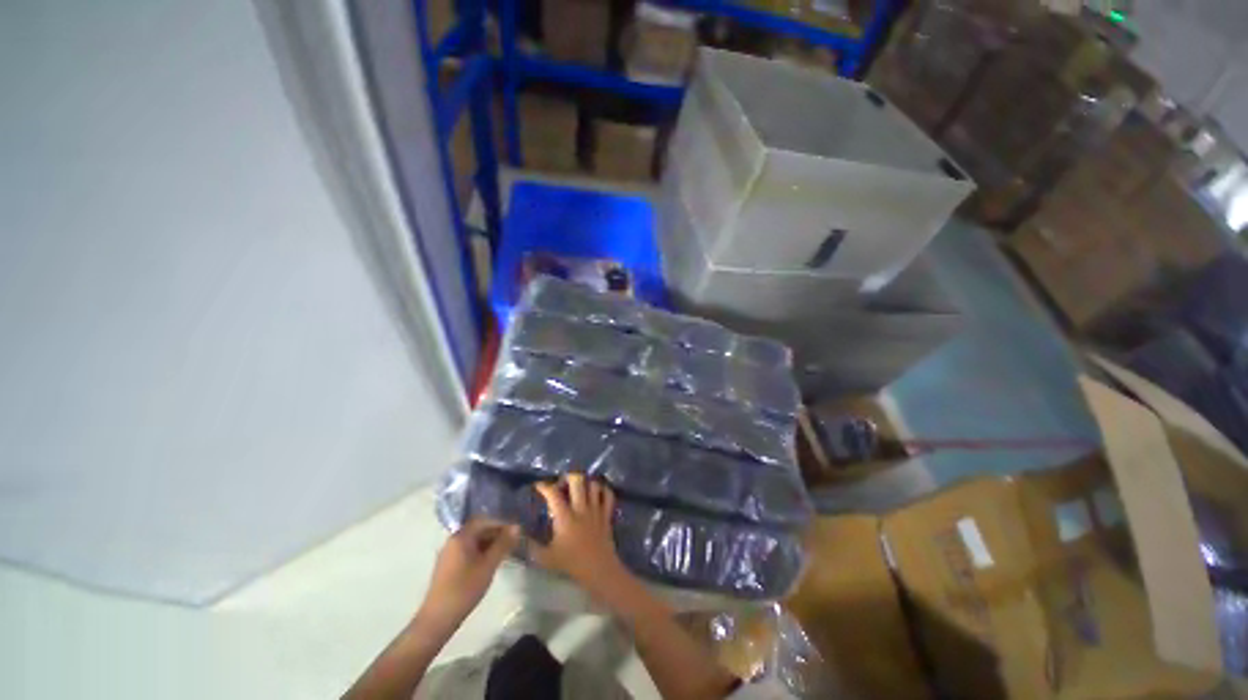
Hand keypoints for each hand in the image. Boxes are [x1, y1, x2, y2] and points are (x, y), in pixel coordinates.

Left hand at [417, 519, 518, 633]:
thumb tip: (517, 526)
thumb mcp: (488, 565)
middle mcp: (453, 540)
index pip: (484, 520)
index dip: (501, 522)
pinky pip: (468, 550)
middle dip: (497, 532)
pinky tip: (491, 560)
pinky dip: (481, 551)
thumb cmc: (465, 589)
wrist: (438, 619)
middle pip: (479, 529)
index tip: (516, 529)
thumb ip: (503, 544)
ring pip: (474, 540)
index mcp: (461, 536)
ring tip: (506, 550)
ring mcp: (450, 552)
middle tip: (514, 540)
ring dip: (490, 542)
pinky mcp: (449, 564)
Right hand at [532, 474, 634, 600]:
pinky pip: (608, 495)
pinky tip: (597, 493)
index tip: (538, 485)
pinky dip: (603, 490)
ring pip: (594, 485)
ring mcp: (596, 509)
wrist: (598, 570)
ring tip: (579, 488)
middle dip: (568, 477)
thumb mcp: (545, 558)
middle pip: (578, 480)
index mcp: (565, 517)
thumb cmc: (570, 564)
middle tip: (562, 484)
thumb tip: (518, 532)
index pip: (553, 493)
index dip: (544, 486)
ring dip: (586, 483)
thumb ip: (530, 545)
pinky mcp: (607, 514)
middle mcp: (581, 508)